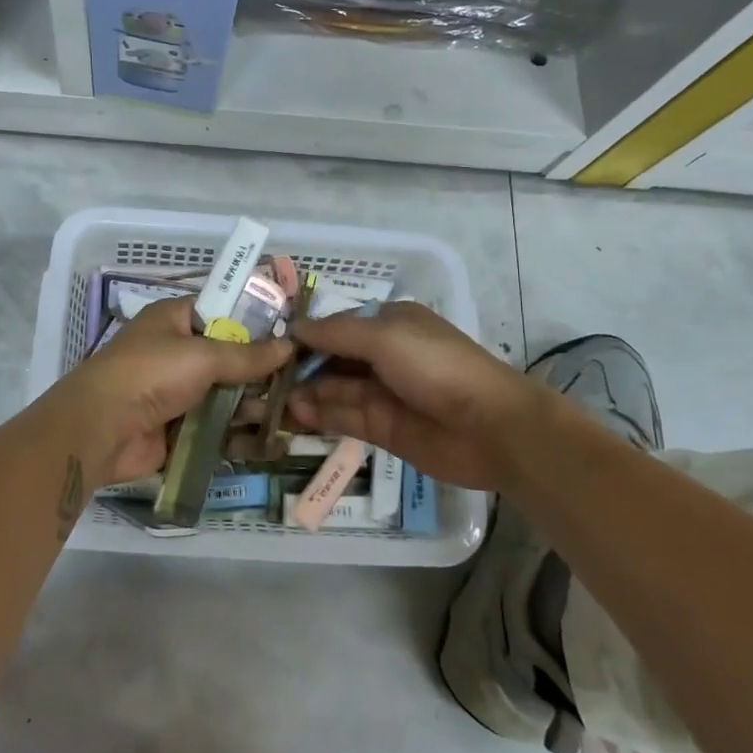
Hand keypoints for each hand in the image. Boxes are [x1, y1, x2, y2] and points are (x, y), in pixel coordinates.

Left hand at [49, 296, 293, 485]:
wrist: (101, 429)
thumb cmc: (150, 374)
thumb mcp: (203, 355)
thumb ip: (248, 354)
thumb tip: (290, 346)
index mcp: (174, 319)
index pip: (223, 312)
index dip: (256, 322)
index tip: (294, 334)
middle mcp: (176, 352)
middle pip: (229, 358)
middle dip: (263, 372)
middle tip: (303, 382)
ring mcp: (177, 392)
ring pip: (226, 395)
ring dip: (255, 405)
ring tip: (295, 415)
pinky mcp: (179, 428)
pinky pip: (216, 427)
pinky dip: (239, 434)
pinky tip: (272, 441)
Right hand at [287, 302, 549, 491]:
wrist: (490, 426)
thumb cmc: (436, 366)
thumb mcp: (384, 337)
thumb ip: (336, 334)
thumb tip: (294, 329)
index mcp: (389, 324)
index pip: (337, 326)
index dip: (306, 335)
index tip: (271, 345)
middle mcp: (384, 355)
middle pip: (332, 358)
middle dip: (300, 366)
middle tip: (263, 378)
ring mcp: (383, 393)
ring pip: (334, 389)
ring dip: (305, 392)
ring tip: (271, 399)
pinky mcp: (383, 428)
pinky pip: (344, 417)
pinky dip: (319, 414)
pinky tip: (295, 414)